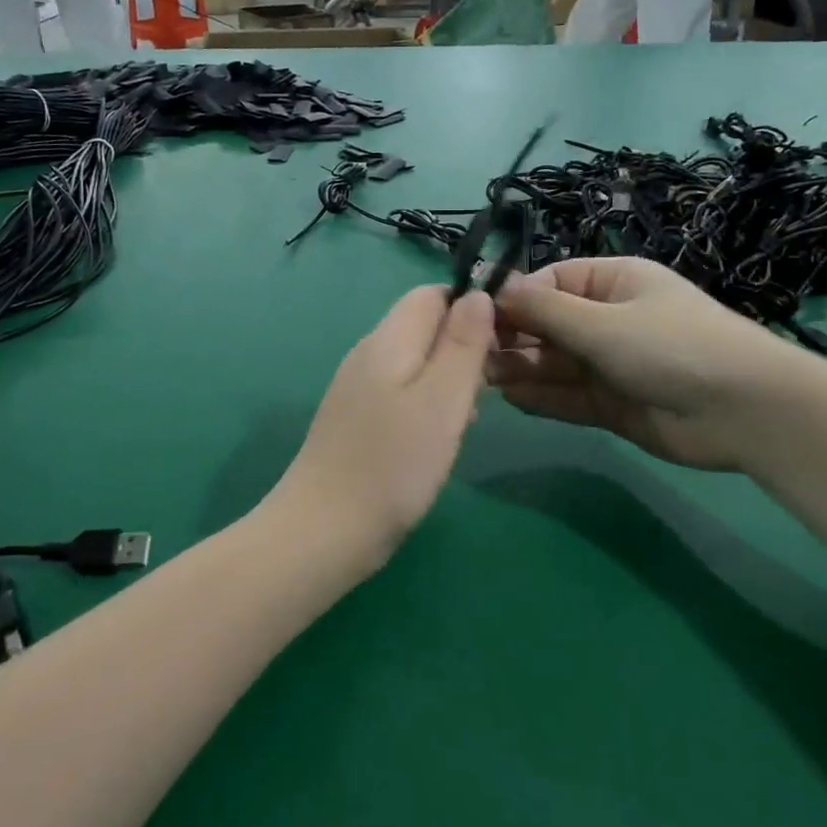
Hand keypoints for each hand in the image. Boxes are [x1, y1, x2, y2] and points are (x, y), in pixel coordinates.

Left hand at [273, 287, 494, 570]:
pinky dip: (426, 406)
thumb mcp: (442, 400)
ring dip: (448, 382)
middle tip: (485, 393)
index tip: (501, 344)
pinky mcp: (355, 420)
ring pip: (415, 363)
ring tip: (465, 423)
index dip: (471, 308)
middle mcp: (367, 354)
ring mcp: (356, 388)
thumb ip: (462, 345)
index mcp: (388, 339)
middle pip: (424, 327)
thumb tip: (478, 294)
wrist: (324, 531)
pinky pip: (400, 394)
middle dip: (462, 349)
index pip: (431, 294)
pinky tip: (436, 441)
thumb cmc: (394, 464)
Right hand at [489, 259, 819, 471]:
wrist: (744, 411)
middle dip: (513, 338)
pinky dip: (542, 397)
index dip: (514, 299)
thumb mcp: (603, 322)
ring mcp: (610, 363)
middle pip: (547, 325)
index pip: (550, 284)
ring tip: (485, 378)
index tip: (477, 318)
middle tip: (475, 356)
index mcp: (612, 283)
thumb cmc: (671, 346)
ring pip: (554, 363)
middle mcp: (608, 319)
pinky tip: (513, 398)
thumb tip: (494, 288)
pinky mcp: (612, 403)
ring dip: (521, 368)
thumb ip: (544, 310)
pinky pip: (568, 396)